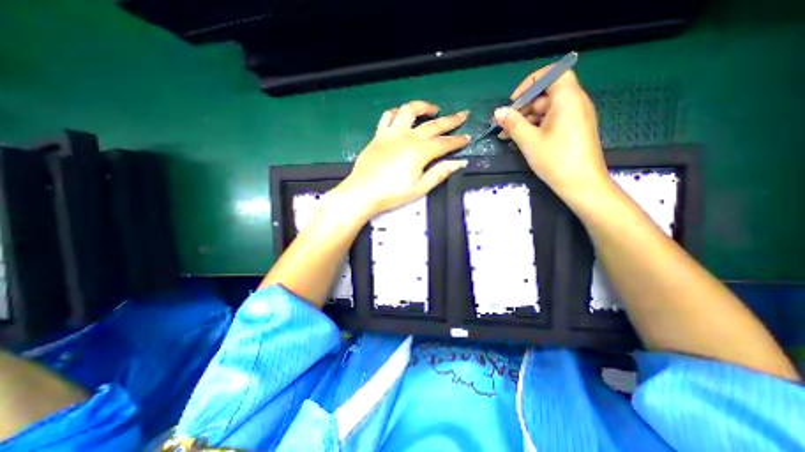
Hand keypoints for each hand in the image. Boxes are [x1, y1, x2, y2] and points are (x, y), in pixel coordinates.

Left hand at [337, 100, 471, 217]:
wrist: (363, 192)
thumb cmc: (392, 193)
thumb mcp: (419, 188)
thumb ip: (439, 174)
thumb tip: (458, 163)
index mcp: (420, 152)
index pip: (444, 143)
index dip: (457, 140)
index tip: (467, 138)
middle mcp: (408, 137)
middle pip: (433, 124)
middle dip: (451, 120)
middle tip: (463, 114)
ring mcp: (392, 133)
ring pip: (409, 111)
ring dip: (424, 107)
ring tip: (433, 110)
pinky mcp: (379, 135)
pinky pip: (388, 116)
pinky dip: (397, 112)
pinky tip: (403, 115)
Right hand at [497, 65, 610, 199]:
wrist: (581, 184)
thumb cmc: (555, 159)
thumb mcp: (529, 141)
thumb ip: (512, 123)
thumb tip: (498, 111)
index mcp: (567, 99)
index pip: (552, 74)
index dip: (530, 83)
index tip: (513, 100)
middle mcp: (574, 103)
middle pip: (546, 95)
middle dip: (523, 107)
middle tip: (504, 124)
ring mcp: (575, 118)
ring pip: (546, 110)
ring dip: (525, 120)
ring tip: (506, 135)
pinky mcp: (573, 130)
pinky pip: (552, 121)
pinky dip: (535, 127)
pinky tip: (520, 139)